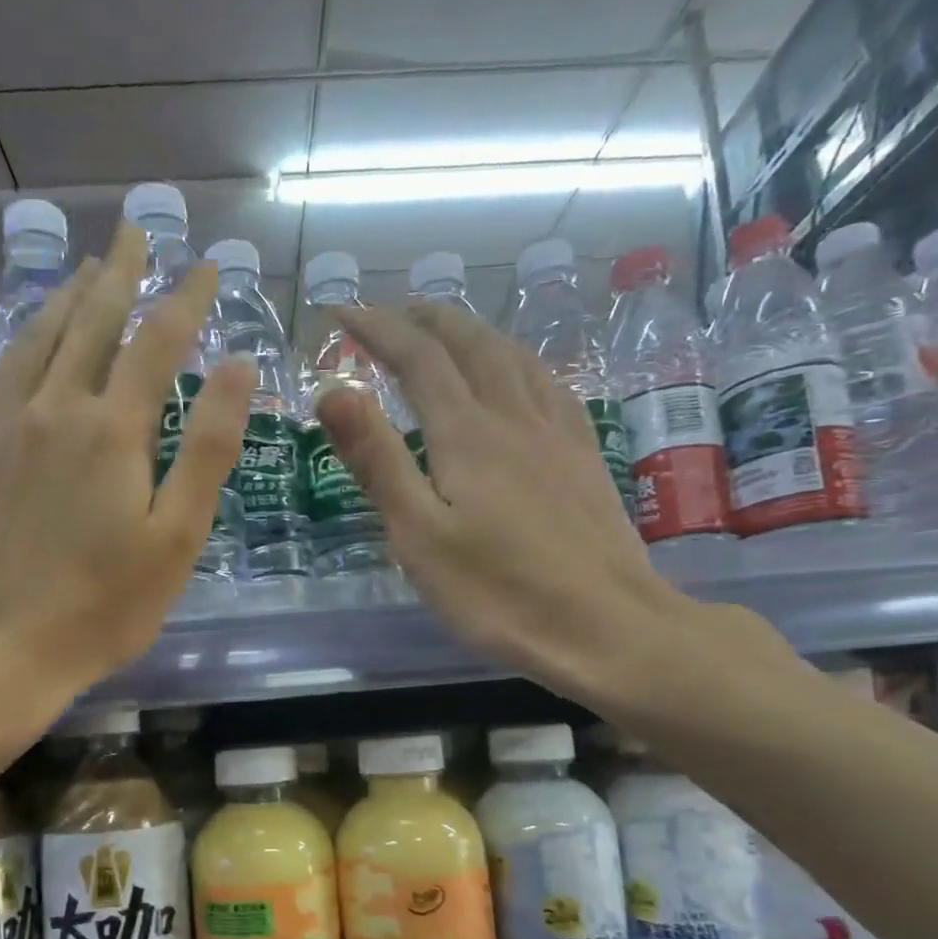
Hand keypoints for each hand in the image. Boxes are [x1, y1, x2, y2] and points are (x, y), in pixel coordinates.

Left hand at [0, 225, 252, 740]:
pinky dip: (21, 340)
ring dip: (67, 297)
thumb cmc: (101, 607)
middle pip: (90, 322)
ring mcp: (3, 427)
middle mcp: (54, 409)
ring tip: (85, 268)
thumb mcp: (175, 538)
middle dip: (119, 274)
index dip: (185, 298)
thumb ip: (206, 449)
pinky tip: (26, 339)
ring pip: (37, 339)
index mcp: (112, 429)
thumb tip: (237, 367)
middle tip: (135, 231)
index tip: (207, 265)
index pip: (156, 341)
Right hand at [319, 301, 709, 708]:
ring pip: (514, 357)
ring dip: (474, 331)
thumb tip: (332, 389)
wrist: (605, 627)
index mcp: (467, 434)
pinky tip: (519, 375)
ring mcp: (558, 434)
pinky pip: (549, 384)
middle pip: (470, 343)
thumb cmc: (498, 593)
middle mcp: (514, 417)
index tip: (341, 311)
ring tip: (448, 330)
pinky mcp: (585, 457)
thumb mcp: (419, 536)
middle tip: (392, 312)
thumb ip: (377, 461)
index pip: (416, 357)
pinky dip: (519, 361)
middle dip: (426, 319)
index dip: (376, 327)